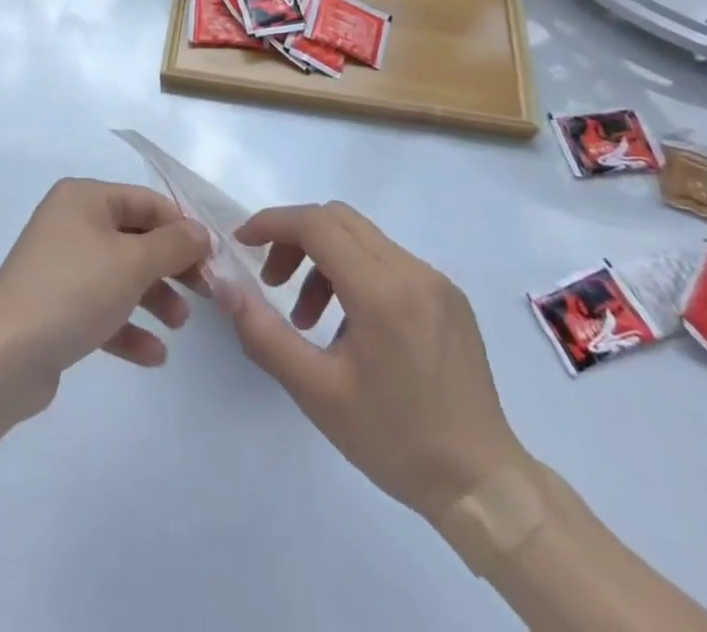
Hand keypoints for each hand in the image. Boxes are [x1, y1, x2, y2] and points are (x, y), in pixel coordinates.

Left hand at [0, 178, 210, 414]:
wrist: (4, 357)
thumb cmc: (74, 291)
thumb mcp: (133, 262)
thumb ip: (174, 244)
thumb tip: (201, 232)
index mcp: (84, 198)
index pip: (146, 202)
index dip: (182, 228)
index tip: (213, 259)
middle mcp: (70, 223)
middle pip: (135, 238)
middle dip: (171, 267)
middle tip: (205, 293)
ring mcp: (60, 266)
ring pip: (120, 275)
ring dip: (154, 298)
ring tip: (179, 325)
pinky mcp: (55, 308)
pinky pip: (101, 309)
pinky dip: (128, 327)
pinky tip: (154, 356)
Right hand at [230, 202, 525, 520]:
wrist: (483, 485)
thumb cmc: (394, 440)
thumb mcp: (316, 392)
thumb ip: (263, 333)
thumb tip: (224, 286)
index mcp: (382, 290)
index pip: (317, 224)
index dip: (273, 223)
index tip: (242, 243)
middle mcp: (412, 270)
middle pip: (339, 220)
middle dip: (295, 238)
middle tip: (272, 281)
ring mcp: (436, 280)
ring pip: (363, 239)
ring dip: (324, 259)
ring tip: (307, 318)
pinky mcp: (449, 297)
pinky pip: (390, 262)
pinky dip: (356, 274)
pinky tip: (350, 327)